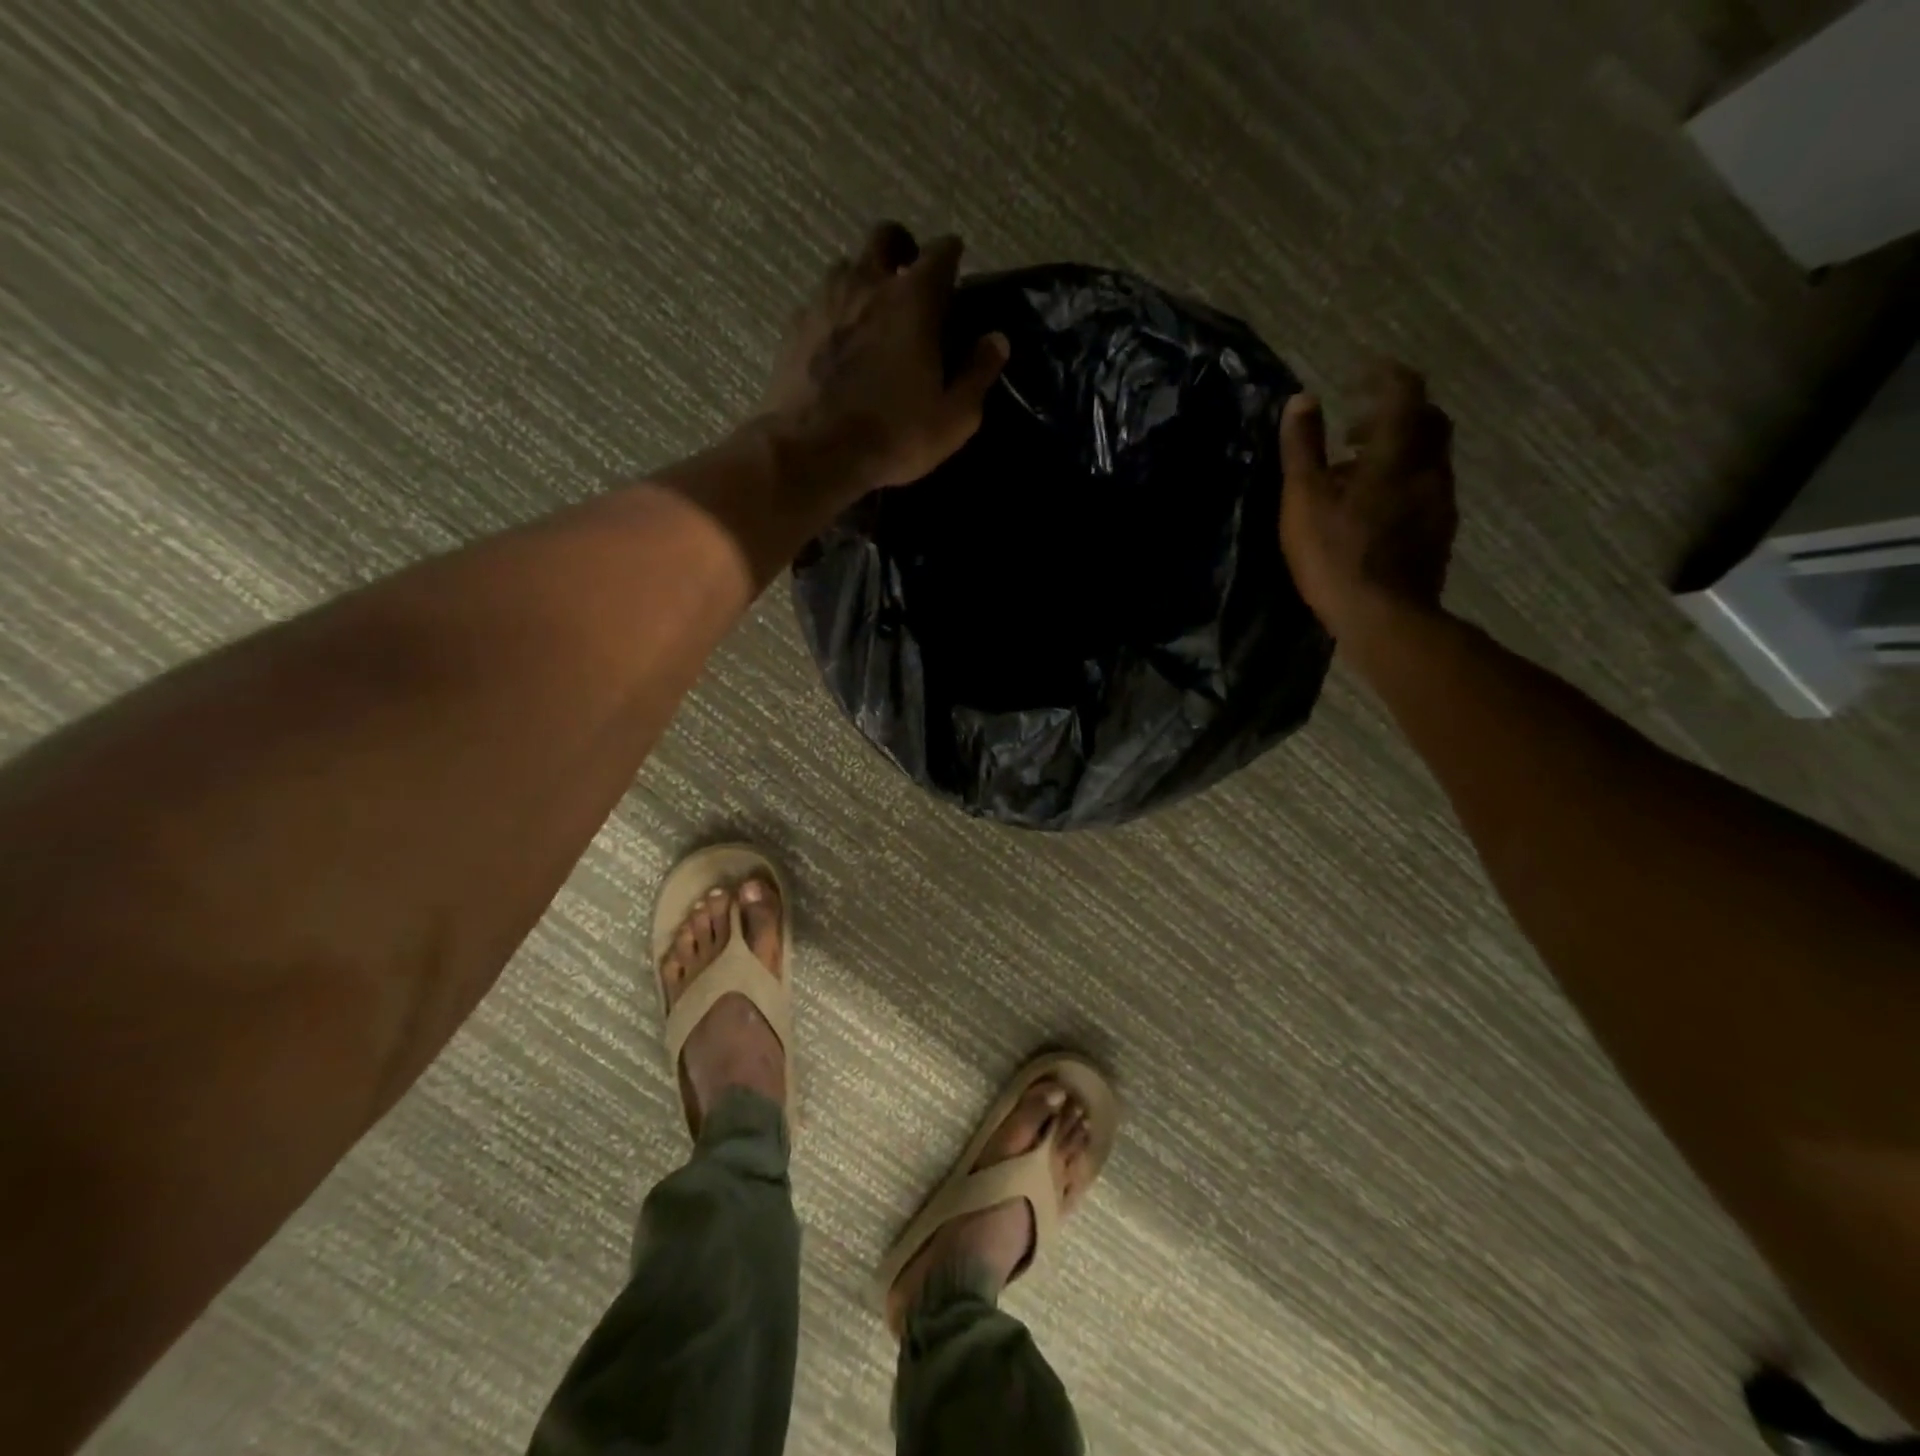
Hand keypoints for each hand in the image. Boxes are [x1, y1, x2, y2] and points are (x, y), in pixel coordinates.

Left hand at [762, 221, 1009, 502]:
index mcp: (914, 300)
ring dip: (863, 279)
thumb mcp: (953, 417)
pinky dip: (833, 313)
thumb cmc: (894, 435)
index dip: (952, 256)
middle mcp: (867, 284)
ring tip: (870, 312)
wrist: (814, 451)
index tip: (956, 268)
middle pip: (885, 237)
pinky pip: (818, 303)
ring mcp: (825, 301)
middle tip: (909, 276)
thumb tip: (996, 340)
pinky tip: (837, 342)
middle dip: (902, 248)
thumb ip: (978, 374)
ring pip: (846, 266)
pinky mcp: (795, 327)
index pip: (941, 252)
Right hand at [1277, 360, 1458, 635]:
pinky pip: (1426, 488)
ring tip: (1355, 474)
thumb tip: (1302, 400)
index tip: (1360, 374)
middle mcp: (1430, 467)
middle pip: (1426, 420)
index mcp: (1397, 452)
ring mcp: (1440, 500)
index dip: (1384, 375)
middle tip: (1353, 430)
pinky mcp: (1439, 531)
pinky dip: (1403, 481)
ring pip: (1428, 456)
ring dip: (1396, 451)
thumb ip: (1302, 448)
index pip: (1404, 391)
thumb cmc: (1335, 554)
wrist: (1383, 616)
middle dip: (1392, 414)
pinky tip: (1373, 508)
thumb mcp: (1304, 499)